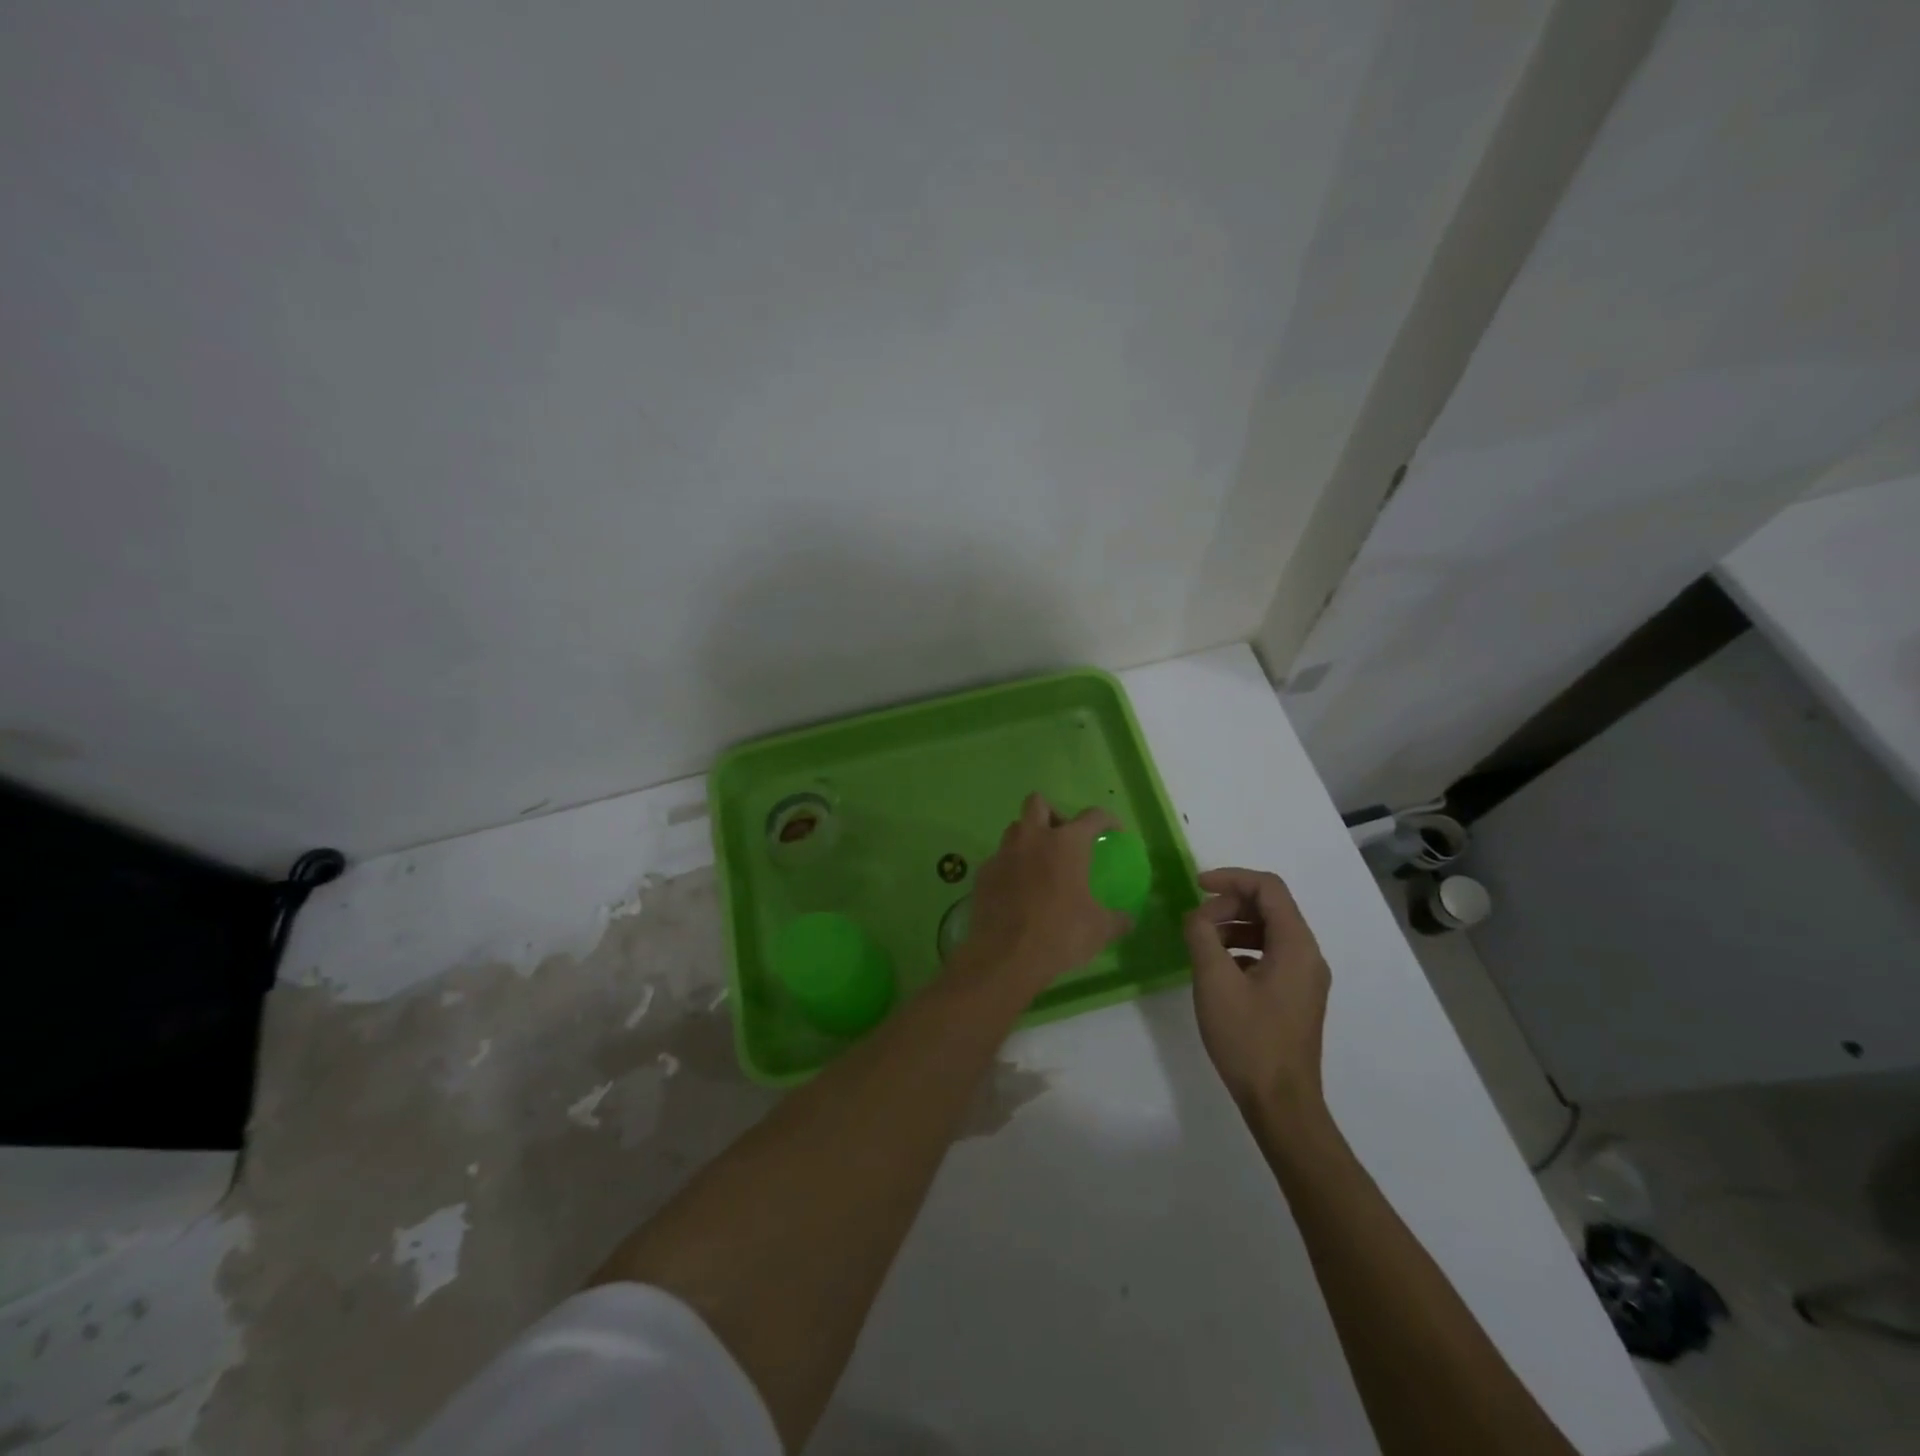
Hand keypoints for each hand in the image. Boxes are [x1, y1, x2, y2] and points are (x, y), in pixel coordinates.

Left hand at [960, 794, 1129, 988]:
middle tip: (1063, 838)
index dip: (1106, 820)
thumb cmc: (1060, 934)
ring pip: (1014, 829)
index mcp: (1066, 844)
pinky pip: (998, 859)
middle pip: (1038, 803)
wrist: (1006, 956)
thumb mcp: (1099, 929)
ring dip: (1028, 838)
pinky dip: (1010, 867)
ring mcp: (1003, 854)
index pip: (1092, 816)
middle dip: (1052, 814)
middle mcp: (1032, 838)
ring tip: (1039, 865)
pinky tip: (1017, 891)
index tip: (1112, 832)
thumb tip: (1128, 919)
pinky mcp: (983, 873)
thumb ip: (1117, 919)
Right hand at [1184, 868, 1330, 1111]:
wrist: (1281, 1104)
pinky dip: (1242, 949)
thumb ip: (1202, 935)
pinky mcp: (1296, 997)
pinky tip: (1218, 969)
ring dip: (1233, 926)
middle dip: (1229, 904)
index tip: (1196, 886)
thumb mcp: (1214, 980)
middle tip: (1195, 921)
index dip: (1231, 878)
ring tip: (1201, 943)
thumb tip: (1196, 916)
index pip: (1268, 888)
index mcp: (1297, 945)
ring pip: (1269, 931)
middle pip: (1270, 907)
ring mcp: (1305, 978)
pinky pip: (1270, 955)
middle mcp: (1308, 955)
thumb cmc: (1248, 1039)